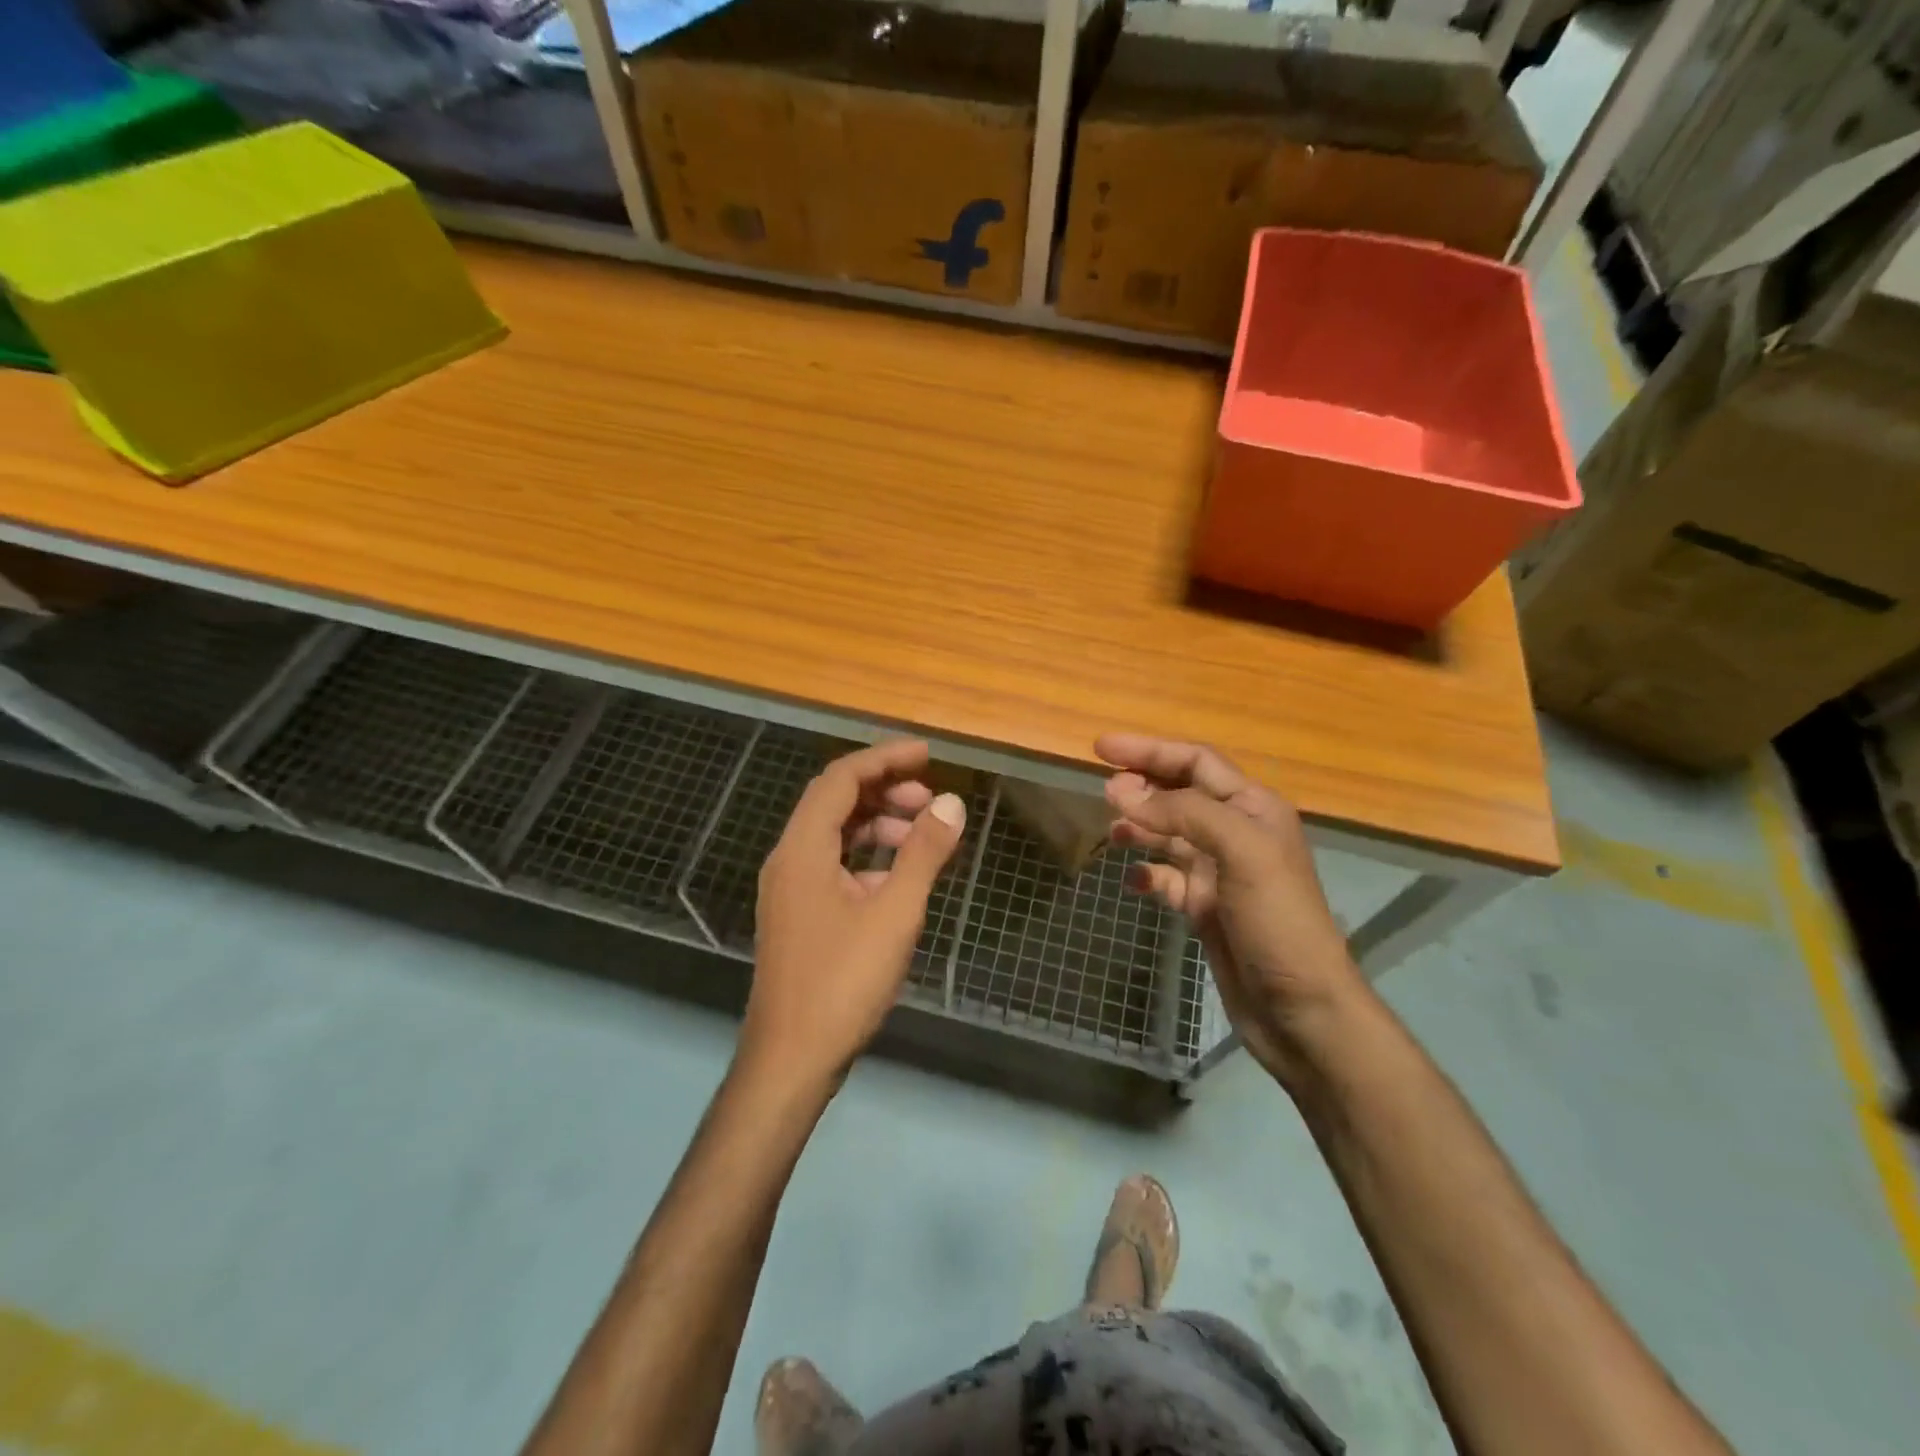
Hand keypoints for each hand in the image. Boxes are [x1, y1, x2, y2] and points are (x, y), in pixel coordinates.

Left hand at [742, 739, 966, 1091]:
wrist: (791, 1060)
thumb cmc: (843, 982)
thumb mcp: (894, 913)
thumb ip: (923, 853)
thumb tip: (951, 803)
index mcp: (803, 849)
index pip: (841, 778)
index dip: (884, 758)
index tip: (927, 755)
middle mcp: (789, 859)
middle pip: (835, 801)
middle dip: (884, 790)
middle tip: (931, 800)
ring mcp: (790, 889)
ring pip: (834, 835)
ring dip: (877, 824)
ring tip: (923, 835)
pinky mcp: (799, 914)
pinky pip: (833, 865)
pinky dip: (867, 858)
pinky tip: (900, 877)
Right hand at [1097, 734, 1362, 1083]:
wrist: (1300, 1010)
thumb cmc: (1277, 921)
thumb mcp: (1240, 852)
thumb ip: (1184, 814)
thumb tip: (1123, 793)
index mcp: (1254, 808)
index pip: (1196, 761)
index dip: (1150, 750)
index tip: (1101, 747)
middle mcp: (1237, 833)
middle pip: (1181, 793)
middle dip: (1142, 785)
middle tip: (1102, 790)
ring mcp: (1220, 872)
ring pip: (1171, 834)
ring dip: (1140, 826)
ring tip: (1112, 830)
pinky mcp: (1206, 907)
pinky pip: (1168, 878)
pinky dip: (1148, 873)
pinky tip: (1133, 879)